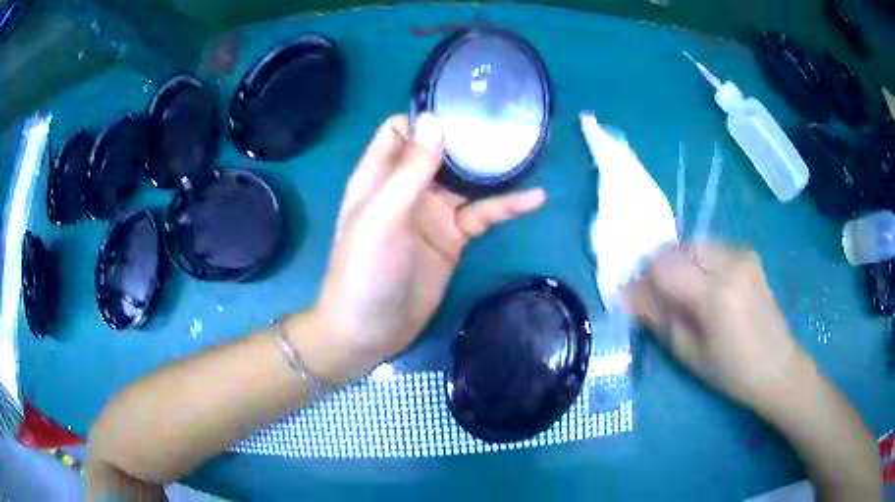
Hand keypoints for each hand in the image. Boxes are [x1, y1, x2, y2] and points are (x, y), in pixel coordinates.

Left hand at [295, 114, 545, 385]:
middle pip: (440, 150)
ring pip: (467, 180)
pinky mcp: (453, 238)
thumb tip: (436, 120)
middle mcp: (406, 187)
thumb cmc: (365, 270)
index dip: (426, 118)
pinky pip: (483, 214)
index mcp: (380, 175)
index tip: (461, 108)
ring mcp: (432, 212)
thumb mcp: (382, 216)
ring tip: (528, 151)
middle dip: (468, 136)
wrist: (370, 330)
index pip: (400, 130)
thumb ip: (409, 170)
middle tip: (506, 122)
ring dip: (493, 169)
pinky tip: (535, 198)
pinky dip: (507, 206)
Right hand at [624, 242, 812, 413]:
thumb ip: (657, 318)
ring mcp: (743, 255)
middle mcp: (731, 262)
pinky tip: (708, 290)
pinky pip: (713, 250)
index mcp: (715, 293)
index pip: (663, 264)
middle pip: (679, 247)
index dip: (643, 278)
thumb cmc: (732, 372)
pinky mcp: (750, 256)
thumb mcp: (688, 353)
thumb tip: (625, 295)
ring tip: (687, 296)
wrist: (778, 367)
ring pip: (696, 245)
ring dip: (683, 265)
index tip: (637, 297)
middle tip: (663, 300)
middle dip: (664, 269)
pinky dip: (701, 264)